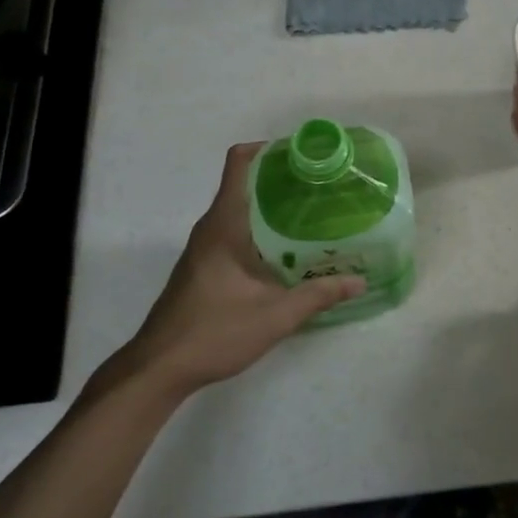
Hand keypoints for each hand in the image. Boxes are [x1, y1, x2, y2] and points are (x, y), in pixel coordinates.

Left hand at [87, 143, 364, 406]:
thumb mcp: (275, 315)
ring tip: (312, 215)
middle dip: (280, 179)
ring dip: (270, 207)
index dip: (267, 149)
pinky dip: (259, 229)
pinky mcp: (203, 267)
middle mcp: (210, 227)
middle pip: (243, 183)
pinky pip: (233, 232)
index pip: (239, 163)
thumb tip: (358, 282)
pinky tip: (286, 252)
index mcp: (224, 224)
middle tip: (321, 186)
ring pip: (239, 210)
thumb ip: (318, 295)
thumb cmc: (214, 331)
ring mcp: (203, 248)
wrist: (159, 368)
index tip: (302, 154)